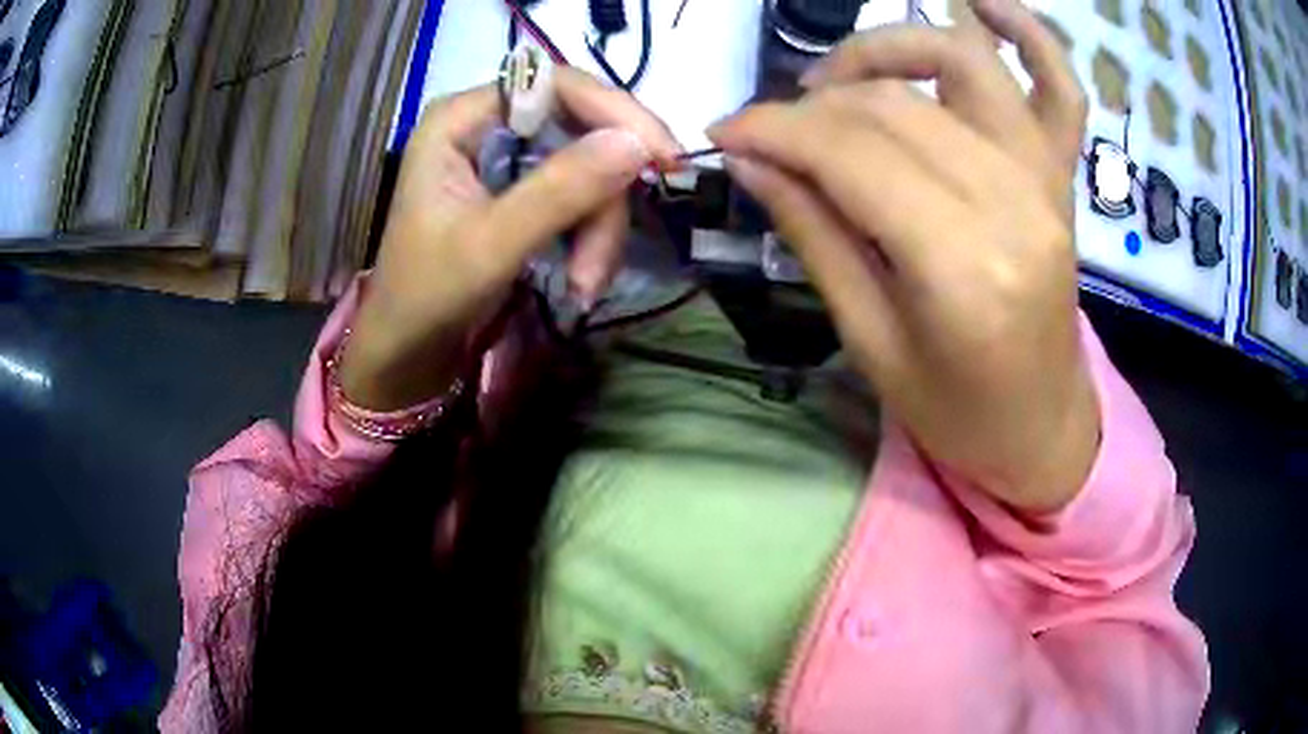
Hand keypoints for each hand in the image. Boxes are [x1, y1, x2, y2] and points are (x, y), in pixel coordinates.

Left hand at [340, 69, 680, 411]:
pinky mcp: (523, 191)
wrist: (407, 352)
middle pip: (581, 129)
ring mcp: (508, 158)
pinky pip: (581, 197)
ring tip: (585, 284)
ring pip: (590, 169)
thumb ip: (560, 190)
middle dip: (603, 197)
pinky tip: (581, 279)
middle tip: (602, 260)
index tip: (664, 157)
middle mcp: (488, 125)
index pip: (556, 85)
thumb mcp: (491, 244)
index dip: (615, 112)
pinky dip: (591, 238)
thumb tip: (638, 144)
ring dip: (599, 230)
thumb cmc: (427, 296)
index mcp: (461, 118)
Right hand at [709, 0, 1096, 512]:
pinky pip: (1060, 85)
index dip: (774, 130)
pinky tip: (982, 3)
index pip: (851, 153)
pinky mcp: (1063, 176)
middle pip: (894, 105)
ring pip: (960, 63)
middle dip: (812, 104)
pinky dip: (1028, 33)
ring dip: (887, 49)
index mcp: (962, 267)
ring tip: (840, 79)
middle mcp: (1013, 202)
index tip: (725, 132)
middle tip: (771, 132)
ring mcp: (1047, 179)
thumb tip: (753, 159)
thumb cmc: (956, 412)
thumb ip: (816, 235)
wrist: (1041, 429)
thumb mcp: (871, 342)